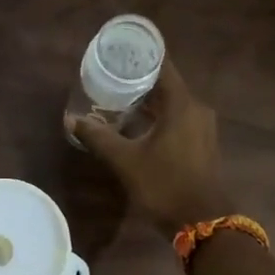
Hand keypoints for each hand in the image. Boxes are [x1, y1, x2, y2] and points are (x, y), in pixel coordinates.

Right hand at [67, 61, 233, 232]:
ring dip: (148, 102)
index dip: (141, 57)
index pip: (162, 66)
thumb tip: (71, 119)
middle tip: (110, 76)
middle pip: (166, 85)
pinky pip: (177, 120)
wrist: (203, 222)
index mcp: (182, 105)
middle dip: (138, 81)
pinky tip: (137, 126)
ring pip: (172, 105)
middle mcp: (196, 110)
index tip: (119, 51)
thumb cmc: (165, 185)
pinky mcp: (201, 145)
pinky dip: (158, 118)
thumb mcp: (126, 161)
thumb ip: (98, 137)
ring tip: (117, 100)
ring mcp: (202, 128)